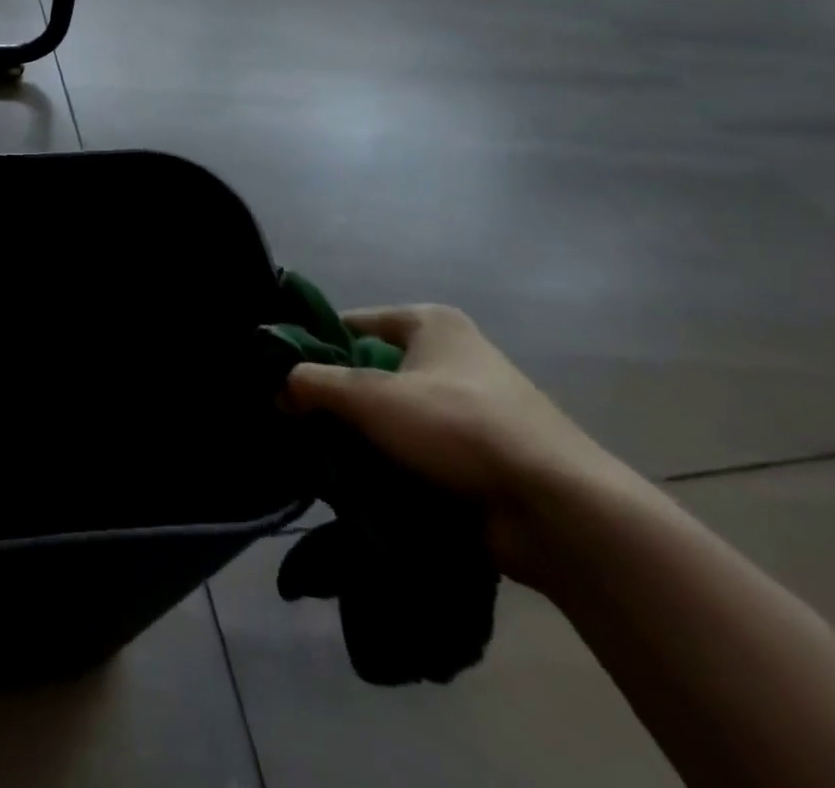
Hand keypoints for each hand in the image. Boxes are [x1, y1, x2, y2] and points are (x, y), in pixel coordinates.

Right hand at [282, 304, 629, 583]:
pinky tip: (357, 483)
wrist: (557, 510)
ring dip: (361, 437)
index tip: (281, 376)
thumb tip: (277, 388)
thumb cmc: (458, 426)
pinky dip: (389, 465)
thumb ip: (313, 385)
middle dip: (336, 399)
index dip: (314, 346)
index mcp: (430, 324)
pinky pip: (416, 453)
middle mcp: (451, 358)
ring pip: (392, 417)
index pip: (352, 325)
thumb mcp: (370, 397)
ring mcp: (469, 409)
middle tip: (294, 421)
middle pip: (370, 372)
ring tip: (320, 457)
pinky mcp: (479, 457)